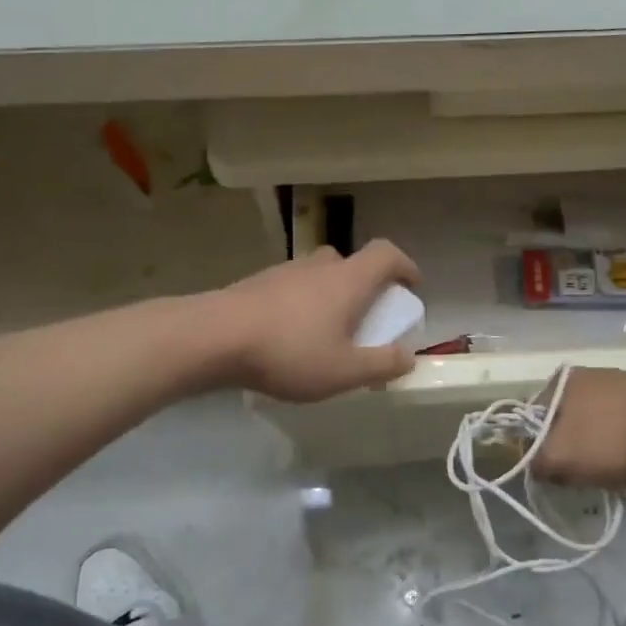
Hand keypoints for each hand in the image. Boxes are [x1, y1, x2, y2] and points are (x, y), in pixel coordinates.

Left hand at [212, 242, 421, 402]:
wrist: (213, 337)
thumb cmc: (289, 351)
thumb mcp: (344, 371)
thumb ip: (381, 365)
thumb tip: (408, 357)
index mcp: (348, 280)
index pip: (386, 254)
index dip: (405, 266)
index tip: (412, 287)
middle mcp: (319, 267)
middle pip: (351, 262)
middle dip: (365, 285)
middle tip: (365, 316)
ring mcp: (284, 272)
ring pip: (318, 275)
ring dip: (331, 295)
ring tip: (326, 332)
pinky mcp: (256, 284)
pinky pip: (292, 288)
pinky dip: (302, 305)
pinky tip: (290, 337)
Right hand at [532, 368, 625, 487]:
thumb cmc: (611, 439)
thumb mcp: (559, 458)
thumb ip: (534, 462)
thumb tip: (534, 466)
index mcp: (561, 380)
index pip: (532, 418)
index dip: (536, 448)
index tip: (551, 472)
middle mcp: (590, 374)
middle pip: (567, 421)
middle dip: (571, 448)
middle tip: (581, 475)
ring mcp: (623, 383)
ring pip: (598, 425)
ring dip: (600, 448)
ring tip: (612, 472)